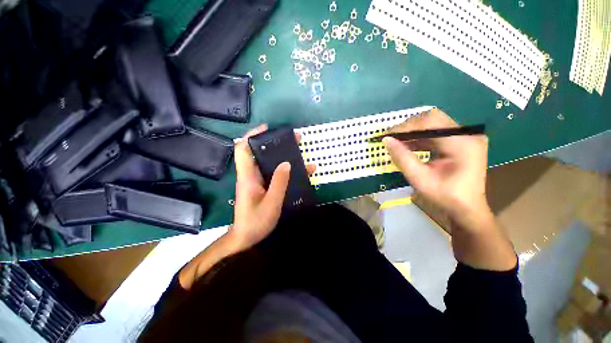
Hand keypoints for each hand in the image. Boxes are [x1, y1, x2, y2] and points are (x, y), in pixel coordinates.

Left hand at [228, 125, 315, 251]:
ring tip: (301, 151)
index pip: (243, 149)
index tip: (267, 128)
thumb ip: (279, 183)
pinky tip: (302, 170)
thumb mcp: (271, 203)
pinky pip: (275, 173)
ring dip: (284, 155)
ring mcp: (258, 180)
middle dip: (275, 142)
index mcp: (248, 176)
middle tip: (293, 139)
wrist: (247, 238)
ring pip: (269, 161)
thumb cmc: (255, 222)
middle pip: (259, 152)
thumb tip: (287, 163)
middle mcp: (251, 175)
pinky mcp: (264, 186)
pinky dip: (287, 168)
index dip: (252, 135)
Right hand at [383, 108, 491, 229]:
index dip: (406, 126)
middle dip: (409, 127)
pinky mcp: (461, 141)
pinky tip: (409, 145)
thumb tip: (386, 139)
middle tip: (392, 138)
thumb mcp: (419, 179)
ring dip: (414, 132)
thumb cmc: (445, 197)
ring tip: (398, 142)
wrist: (466, 209)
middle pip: (433, 118)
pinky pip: (437, 132)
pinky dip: (420, 137)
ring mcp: (466, 137)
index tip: (387, 135)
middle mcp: (467, 135)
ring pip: (434, 124)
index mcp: (462, 143)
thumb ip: (402, 158)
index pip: (430, 122)